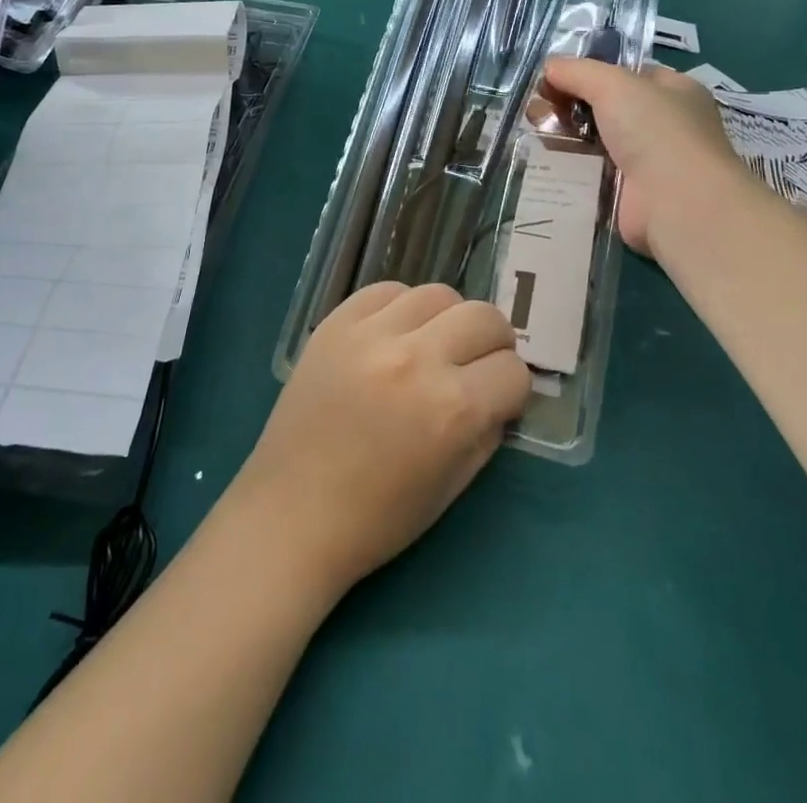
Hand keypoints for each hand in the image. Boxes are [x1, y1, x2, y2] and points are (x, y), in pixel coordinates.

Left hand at [232, 283, 530, 594]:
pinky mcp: (336, 322)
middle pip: (484, 316)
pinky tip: (393, 336)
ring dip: (448, 320)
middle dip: (492, 343)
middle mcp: (417, 359)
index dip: (512, 389)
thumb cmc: (378, 516)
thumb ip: (488, 429)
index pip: (514, 371)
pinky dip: (401, 307)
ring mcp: (371, 334)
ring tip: (431, 346)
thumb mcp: (454, 484)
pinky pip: (387, 290)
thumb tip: (501, 390)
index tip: (497, 399)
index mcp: (452, 409)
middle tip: (474, 366)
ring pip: (438, 293)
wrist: (292, 512)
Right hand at [540, 58, 743, 256]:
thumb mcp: (614, 84)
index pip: (627, 74)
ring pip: (594, 140)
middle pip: (605, 106)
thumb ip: (578, 71)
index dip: (590, 71)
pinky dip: (569, 166)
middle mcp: (663, 125)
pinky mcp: (627, 193)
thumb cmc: (654, 130)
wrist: (676, 202)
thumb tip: (550, 67)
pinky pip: (590, 172)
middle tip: (538, 106)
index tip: (554, 77)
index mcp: (674, 92)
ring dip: (565, 134)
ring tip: (535, 130)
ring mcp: (646, 161)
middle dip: (569, 103)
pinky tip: (544, 159)